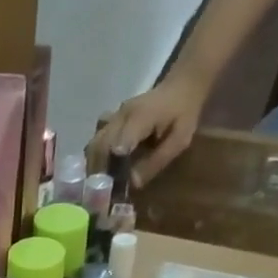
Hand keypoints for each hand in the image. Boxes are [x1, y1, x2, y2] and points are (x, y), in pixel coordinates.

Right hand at [88, 72, 208, 188]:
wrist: (181, 85)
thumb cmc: (184, 112)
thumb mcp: (179, 140)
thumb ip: (156, 161)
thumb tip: (132, 183)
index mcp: (139, 118)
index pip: (116, 146)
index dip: (111, 169)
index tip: (111, 189)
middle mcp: (121, 116)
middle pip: (98, 147)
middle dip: (98, 172)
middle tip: (103, 193)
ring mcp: (113, 116)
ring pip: (93, 144)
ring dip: (94, 166)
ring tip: (101, 184)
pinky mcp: (110, 120)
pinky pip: (96, 140)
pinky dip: (95, 156)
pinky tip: (103, 167)